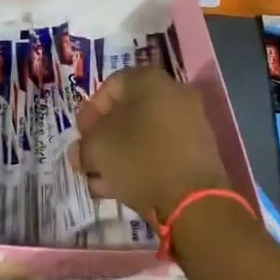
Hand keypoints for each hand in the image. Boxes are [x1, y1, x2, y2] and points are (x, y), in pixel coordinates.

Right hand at [72, 67, 231, 222]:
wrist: (193, 200)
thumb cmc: (139, 159)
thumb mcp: (97, 148)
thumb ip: (84, 145)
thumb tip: (82, 151)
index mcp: (149, 79)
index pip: (110, 86)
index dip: (89, 112)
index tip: (80, 137)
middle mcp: (173, 92)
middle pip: (128, 111)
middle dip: (104, 138)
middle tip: (89, 159)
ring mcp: (190, 121)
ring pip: (144, 134)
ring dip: (119, 155)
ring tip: (100, 181)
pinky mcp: (199, 150)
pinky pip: (162, 150)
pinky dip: (141, 163)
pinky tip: (121, 187)